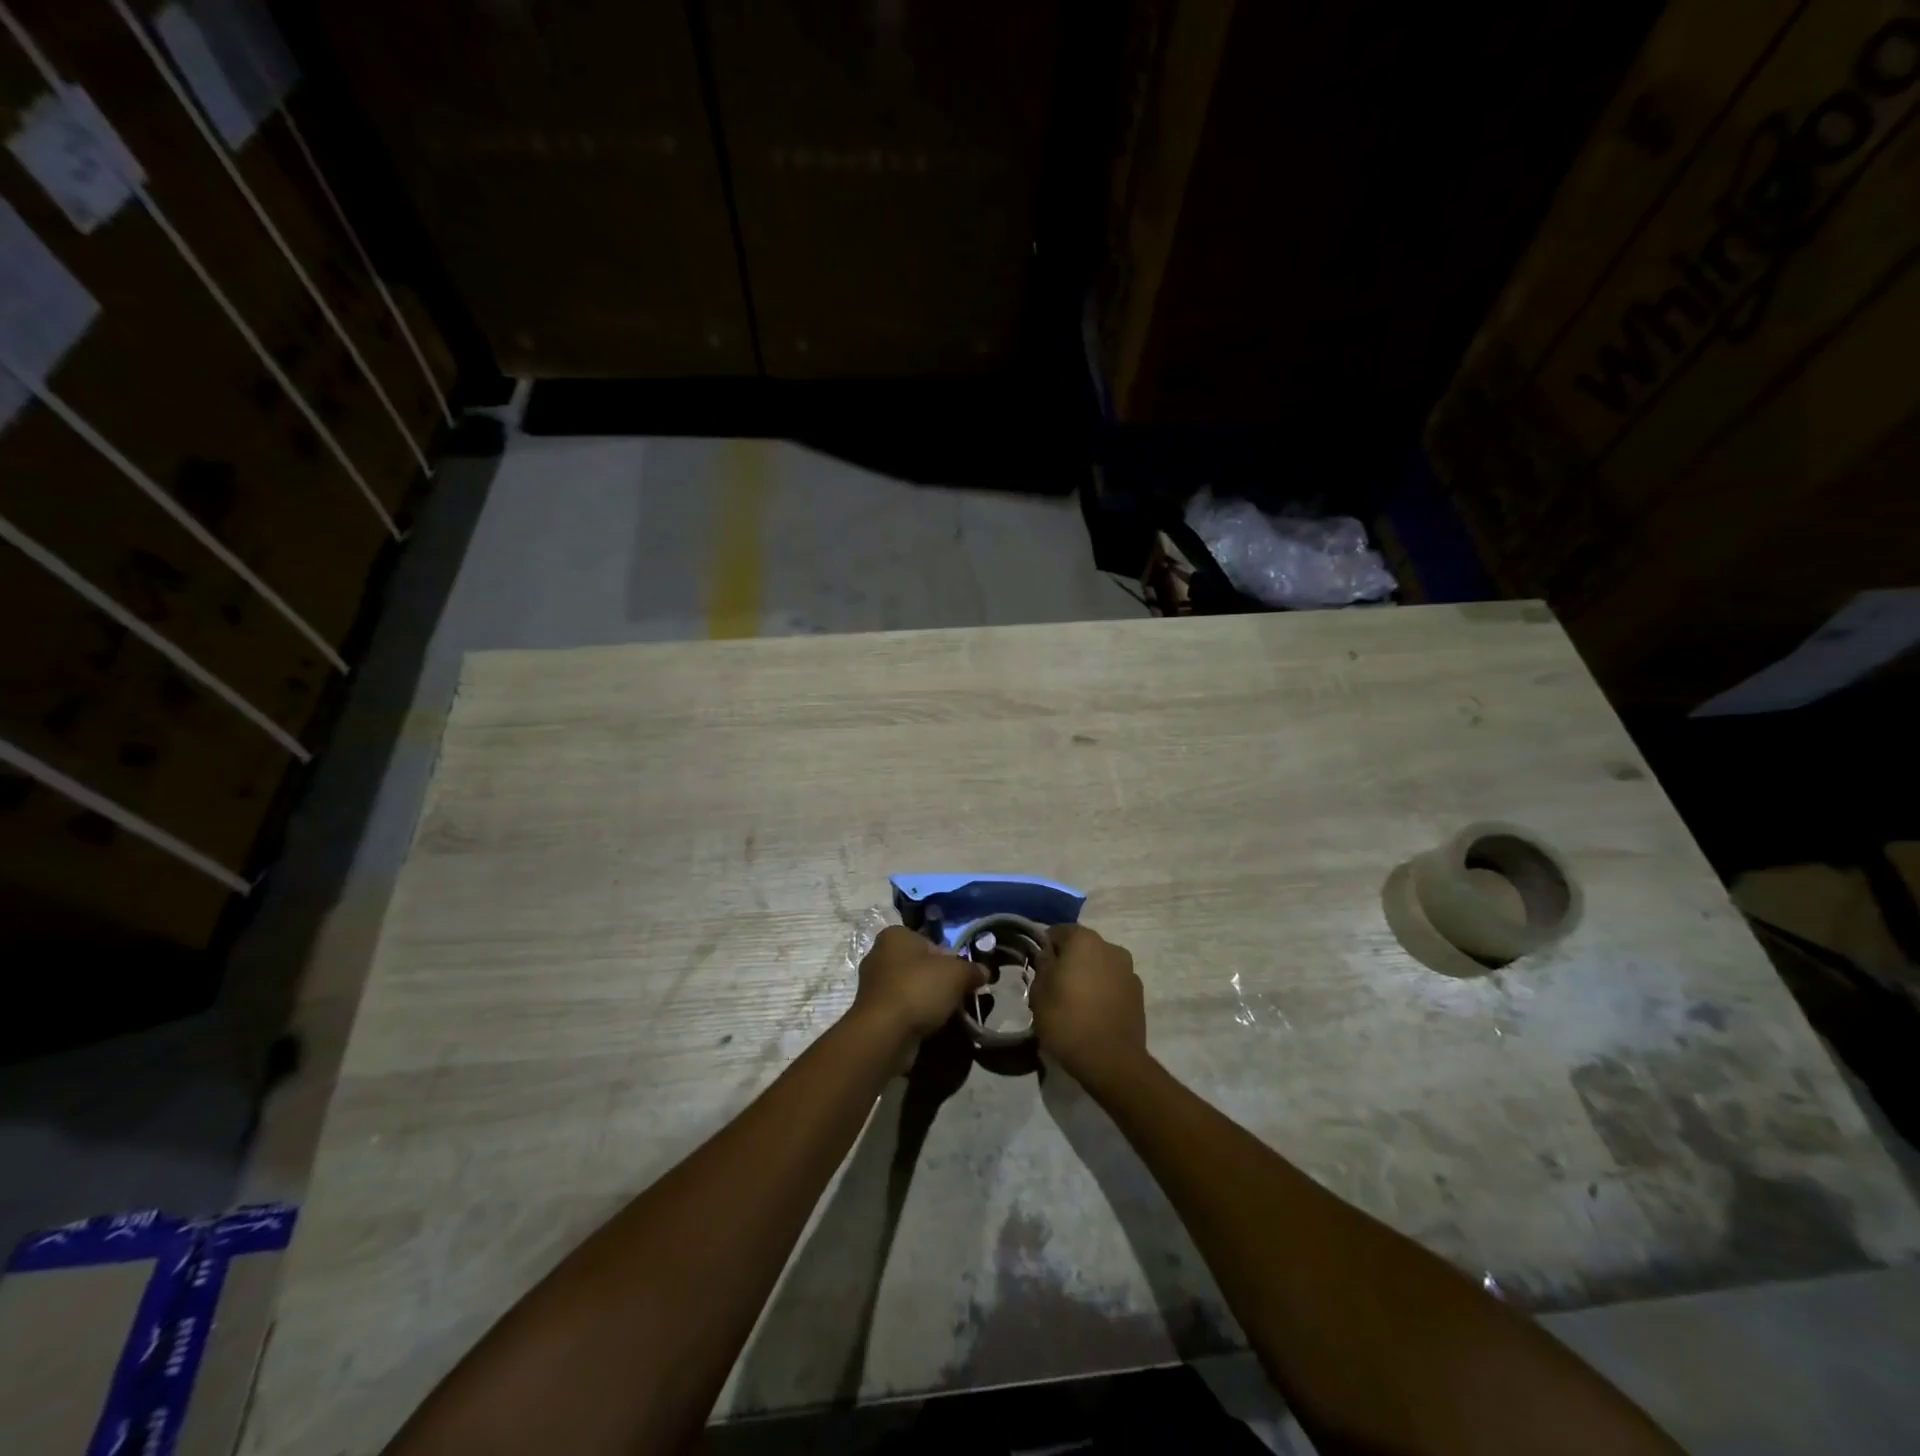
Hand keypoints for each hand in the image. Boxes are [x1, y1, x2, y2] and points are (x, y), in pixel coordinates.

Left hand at [852, 926, 987, 1043]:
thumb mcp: (957, 974)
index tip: (962, 975)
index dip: (949, 957)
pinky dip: (916, 1016)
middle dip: (939, 980)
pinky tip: (930, 1027)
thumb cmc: (919, 989)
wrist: (885, 1033)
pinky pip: (902, 1008)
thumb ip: (972, 969)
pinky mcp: (872, 1012)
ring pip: (911, 988)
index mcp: (895, 935)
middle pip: (920, 965)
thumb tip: (984, 971)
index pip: (929, 940)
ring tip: (947, 1014)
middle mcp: (879, 954)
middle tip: (958, 996)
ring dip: (928, 1000)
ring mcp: (872, 985)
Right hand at [1031, 923, 1147, 1093]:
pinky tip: (1093, 1012)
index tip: (1037, 966)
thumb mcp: (1039, 993)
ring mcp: (1128, 970)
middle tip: (1054, 985)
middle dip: (1068, 960)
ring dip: (1088, 975)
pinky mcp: (1139, 993)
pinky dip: (1103, 990)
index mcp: (1084, 940)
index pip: (1058, 931)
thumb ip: (1042, 965)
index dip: (1045, 947)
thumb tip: (1047, 954)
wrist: (1111, 1060)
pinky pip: (1113, 983)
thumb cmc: (1067, 1021)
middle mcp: (1110, 947)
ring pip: (1100, 964)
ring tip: (1075, 1001)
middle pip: (1082, 947)